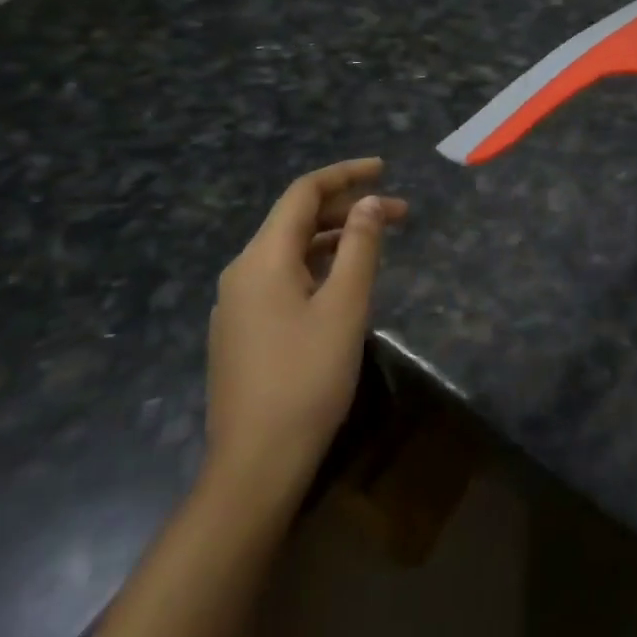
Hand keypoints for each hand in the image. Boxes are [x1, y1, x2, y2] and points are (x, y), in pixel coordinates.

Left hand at [203, 158, 407, 503]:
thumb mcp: (345, 307)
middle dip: (348, 209)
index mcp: (262, 258)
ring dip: (335, 238)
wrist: (255, 466)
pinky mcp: (242, 331)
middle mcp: (242, 271)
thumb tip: (370, 202)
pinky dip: (317, 266)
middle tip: (399, 215)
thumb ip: (360, 247)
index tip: (384, 170)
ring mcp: (237, 304)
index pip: (303, 193)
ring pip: (290, 250)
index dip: (345, 175)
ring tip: (378, 244)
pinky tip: (344, 283)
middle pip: (296, 220)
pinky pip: (282, 278)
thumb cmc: (306, 379)